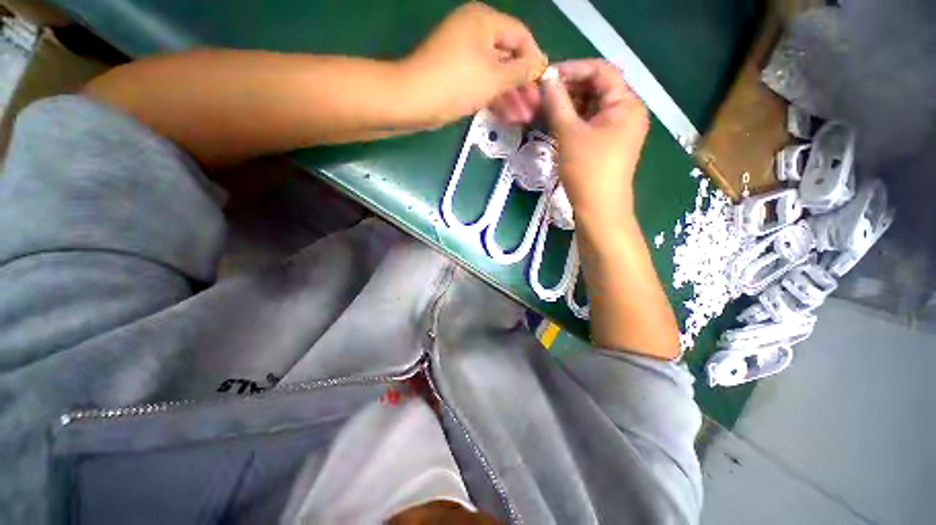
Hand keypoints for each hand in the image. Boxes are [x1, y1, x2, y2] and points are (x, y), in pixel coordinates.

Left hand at [400, 2, 546, 127]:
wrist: (414, 101)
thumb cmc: (457, 84)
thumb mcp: (494, 77)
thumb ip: (521, 70)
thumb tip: (539, 63)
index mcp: (484, 21)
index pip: (520, 35)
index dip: (535, 60)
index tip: (544, 83)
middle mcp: (474, 32)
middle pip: (508, 57)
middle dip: (523, 84)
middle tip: (535, 107)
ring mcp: (464, 55)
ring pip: (495, 74)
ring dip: (510, 96)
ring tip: (524, 117)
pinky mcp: (456, 75)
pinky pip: (482, 83)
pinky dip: (494, 98)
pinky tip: (508, 116)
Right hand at [540, 60, 649, 227]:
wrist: (599, 209)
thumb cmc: (587, 170)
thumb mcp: (569, 134)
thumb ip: (557, 102)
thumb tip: (546, 78)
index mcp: (627, 103)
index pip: (601, 71)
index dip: (573, 69)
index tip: (546, 76)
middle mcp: (628, 112)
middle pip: (597, 89)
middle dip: (568, 89)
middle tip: (542, 95)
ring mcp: (619, 130)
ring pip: (592, 108)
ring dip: (569, 106)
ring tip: (544, 109)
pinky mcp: (609, 144)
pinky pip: (591, 124)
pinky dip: (574, 121)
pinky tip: (556, 123)